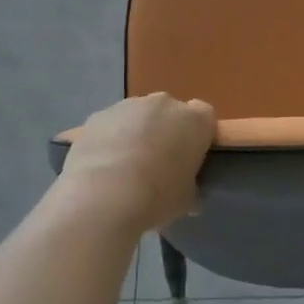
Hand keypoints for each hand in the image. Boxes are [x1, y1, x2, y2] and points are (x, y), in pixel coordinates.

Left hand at [57, 93, 215, 232]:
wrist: (104, 195)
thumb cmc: (157, 196)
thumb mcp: (186, 199)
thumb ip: (190, 187)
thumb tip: (188, 193)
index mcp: (195, 121)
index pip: (205, 116)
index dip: (198, 136)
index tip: (191, 157)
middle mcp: (164, 104)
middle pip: (170, 113)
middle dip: (166, 131)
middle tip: (159, 163)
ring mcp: (128, 106)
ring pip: (139, 116)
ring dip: (137, 134)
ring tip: (126, 168)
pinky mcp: (98, 115)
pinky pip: (111, 125)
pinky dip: (110, 139)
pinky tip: (103, 166)